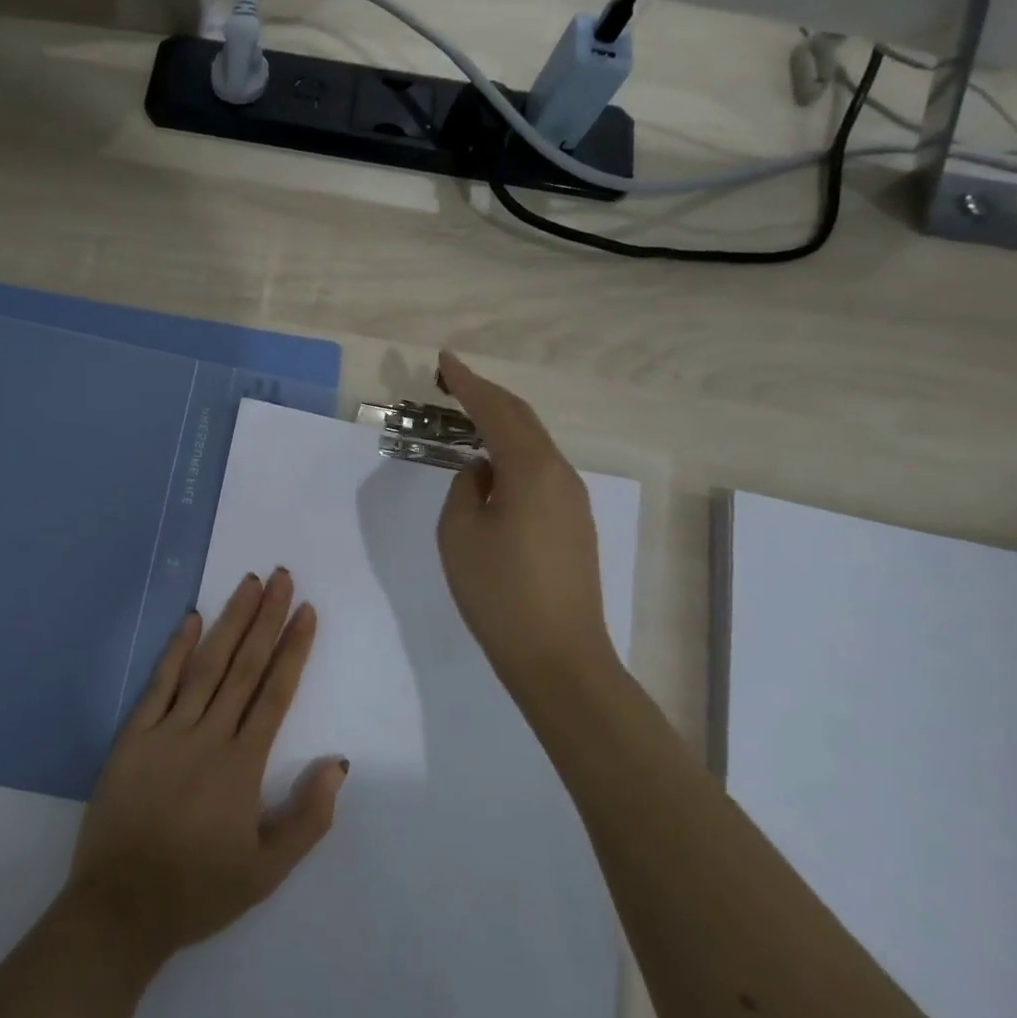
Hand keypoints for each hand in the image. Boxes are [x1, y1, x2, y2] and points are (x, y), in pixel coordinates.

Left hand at [61, 570, 348, 969]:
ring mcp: (167, 731)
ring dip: (230, 621)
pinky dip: (175, 649)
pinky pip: (159, 683)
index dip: (293, 649)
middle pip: (244, 666)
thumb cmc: (198, 891)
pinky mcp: (133, 735)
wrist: (120, 909)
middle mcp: (208, 736)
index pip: (275, 693)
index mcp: (243, 766)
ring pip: (206, 664)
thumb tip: (337, 762)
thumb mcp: (267, 871)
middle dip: (267, 618)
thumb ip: (308, 818)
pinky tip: (190, 617)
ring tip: (249, 583)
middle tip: (283, 577)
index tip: (307, 611)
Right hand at [434, 350, 615, 689]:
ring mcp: (572, 499)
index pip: (496, 410)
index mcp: (531, 470)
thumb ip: (465, 488)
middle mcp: (560, 474)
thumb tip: (482, 471)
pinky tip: (492, 464)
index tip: (443, 360)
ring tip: (466, 416)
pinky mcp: (573, 523)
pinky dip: (512, 451)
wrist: (559, 657)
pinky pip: (540, 469)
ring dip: (500, 423)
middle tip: (451, 380)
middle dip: (486, 394)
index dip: (468, 382)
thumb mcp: (460, 534)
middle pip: (522, 418)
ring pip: (534, 443)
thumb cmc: (499, 593)